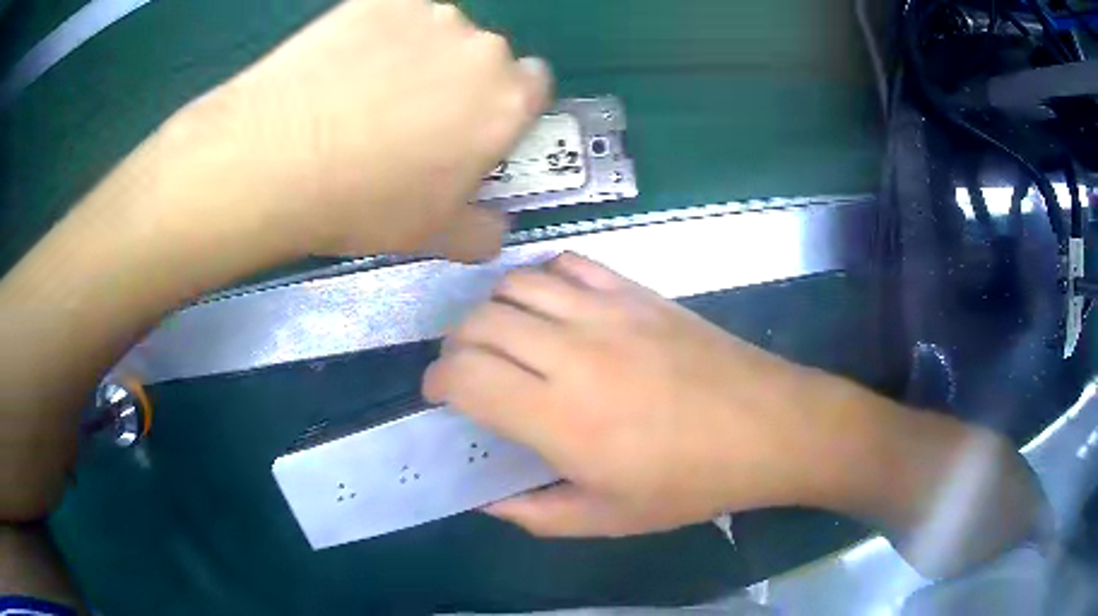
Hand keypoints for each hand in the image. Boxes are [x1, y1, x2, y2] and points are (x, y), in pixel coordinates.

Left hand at [171, 0, 551, 261]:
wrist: (274, 157)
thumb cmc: (362, 202)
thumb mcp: (432, 236)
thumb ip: (481, 231)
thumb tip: (496, 227)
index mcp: (506, 102)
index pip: (533, 85)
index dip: (506, 105)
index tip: (471, 125)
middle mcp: (481, 48)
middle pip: (484, 58)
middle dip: (460, 82)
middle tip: (407, 116)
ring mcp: (428, 15)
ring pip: (438, 33)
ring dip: (419, 54)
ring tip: (364, 90)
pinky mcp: (378, 0)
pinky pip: (392, 16)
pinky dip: (377, 36)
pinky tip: (340, 67)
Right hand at [422, 253, 846, 536]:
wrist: (768, 428)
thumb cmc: (692, 483)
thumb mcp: (609, 519)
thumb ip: (536, 513)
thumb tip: (488, 499)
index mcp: (561, 418)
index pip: (465, 376)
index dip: (437, 381)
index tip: (440, 395)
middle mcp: (573, 353)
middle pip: (480, 322)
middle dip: (456, 345)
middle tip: (467, 370)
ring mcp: (607, 312)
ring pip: (516, 284)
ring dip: (492, 308)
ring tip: (503, 336)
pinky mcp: (637, 292)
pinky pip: (569, 264)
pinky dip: (542, 278)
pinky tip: (551, 305)